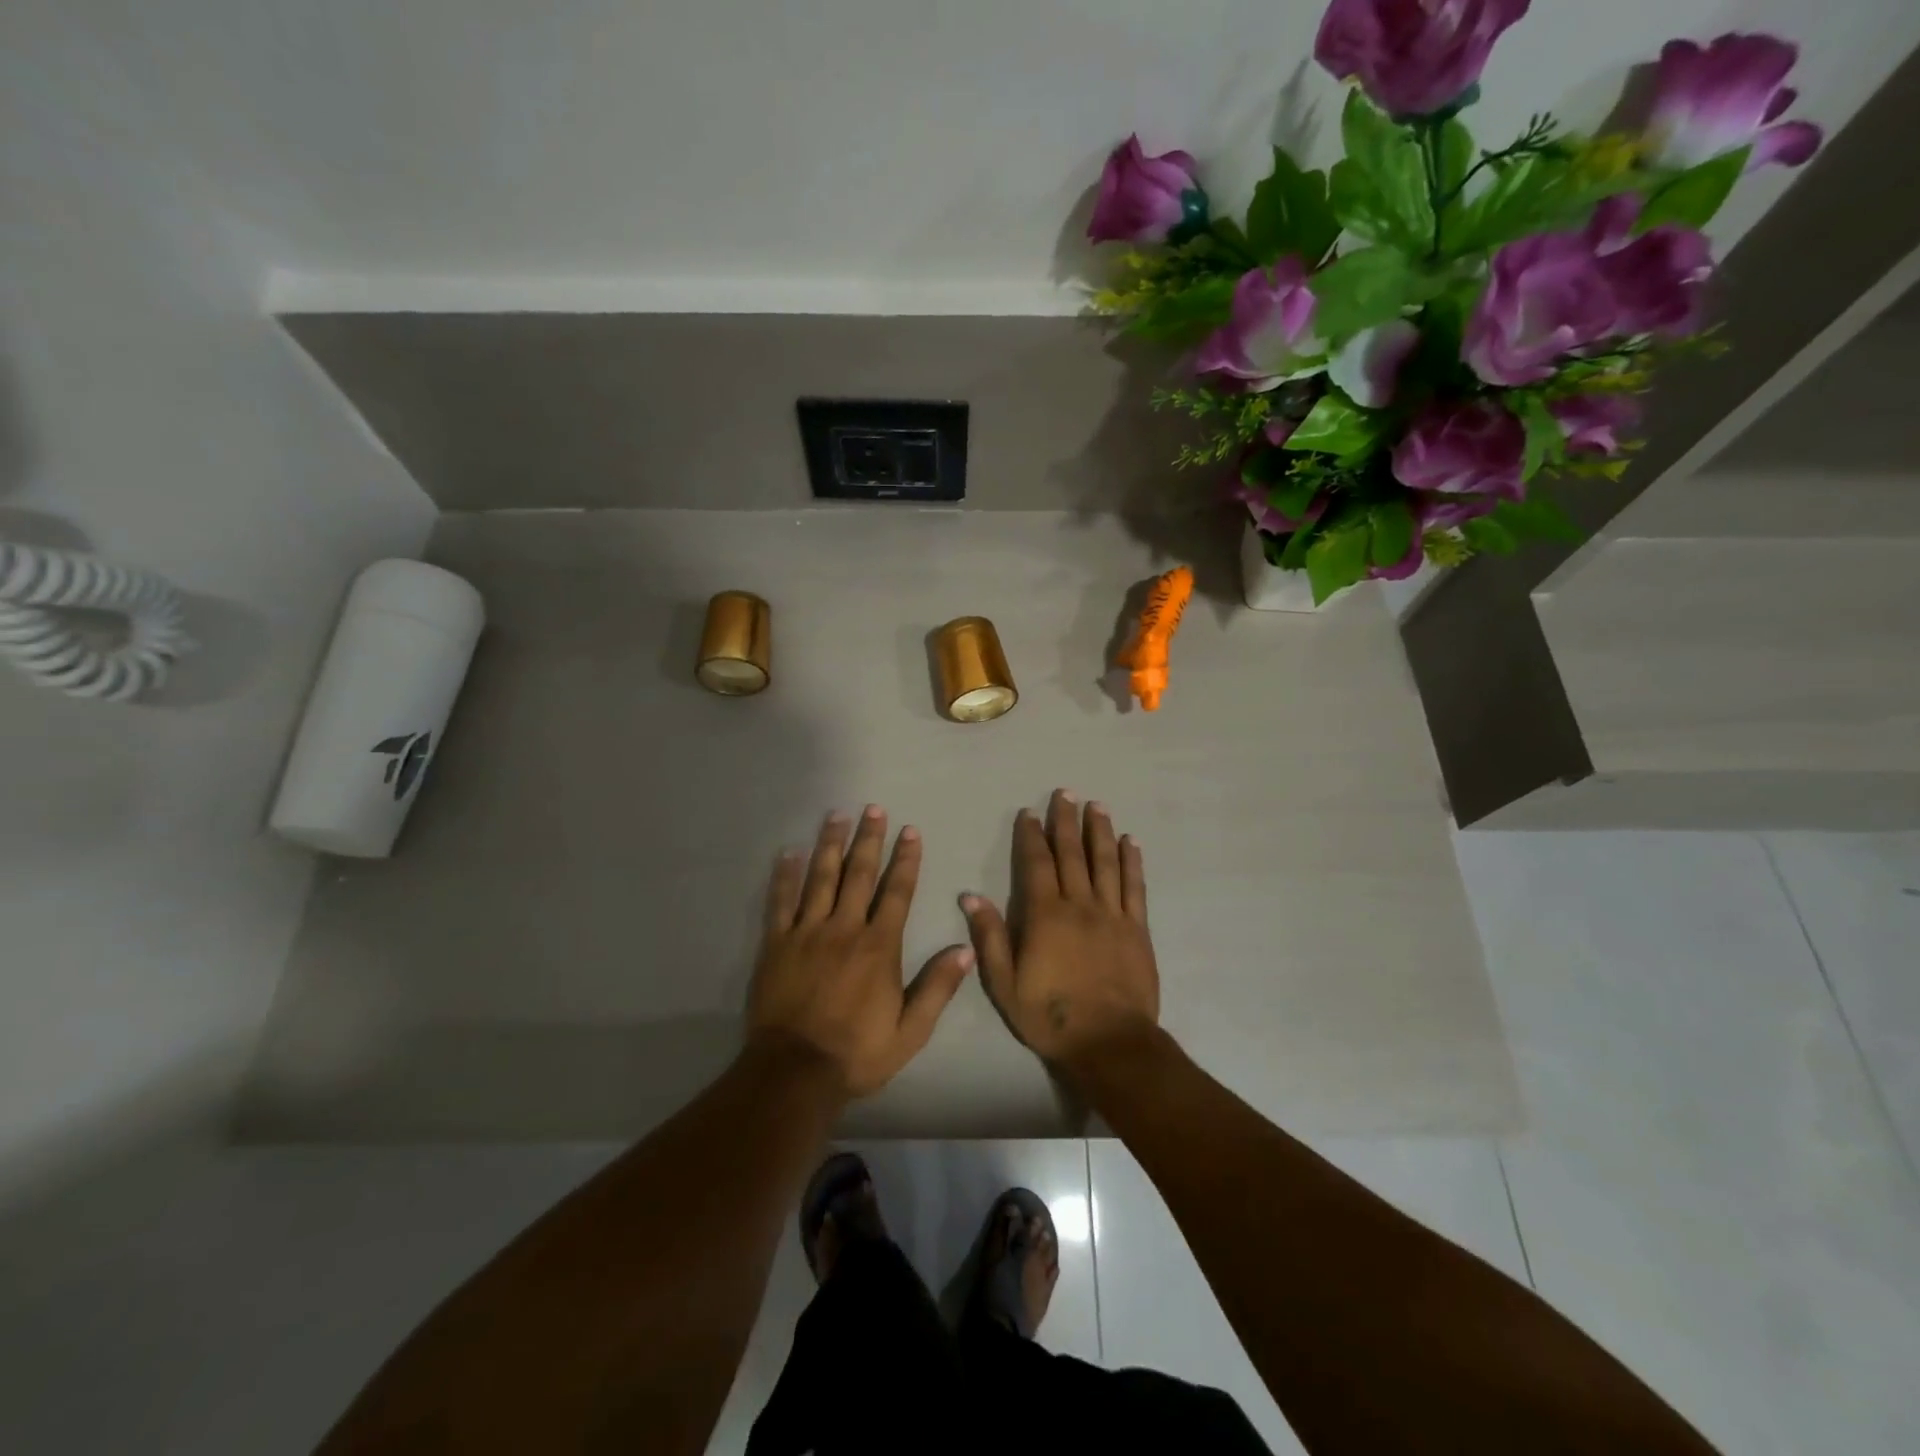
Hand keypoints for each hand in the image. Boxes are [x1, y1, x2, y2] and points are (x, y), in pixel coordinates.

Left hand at [748, 806, 973, 1099]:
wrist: (795, 1072)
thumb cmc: (857, 1052)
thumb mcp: (910, 1031)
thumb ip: (937, 987)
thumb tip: (966, 949)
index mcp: (879, 946)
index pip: (897, 892)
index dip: (905, 860)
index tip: (910, 831)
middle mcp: (844, 929)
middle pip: (859, 874)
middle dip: (869, 839)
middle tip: (873, 808)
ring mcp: (807, 933)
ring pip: (821, 878)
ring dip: (831, 844)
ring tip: (837, 815)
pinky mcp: (776, 944)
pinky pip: (780, 902)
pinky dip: (785, 875)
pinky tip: (789, 852)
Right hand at [962, 791, 1158, 1073]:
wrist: (1109, 1043)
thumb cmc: (1051, 1016)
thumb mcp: (1006, 984)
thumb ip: (990, 937)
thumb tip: (971, 896)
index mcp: (1045, 915)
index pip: (1037, 864)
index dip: (1032, 836)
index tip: (1029, 814)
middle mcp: (1079, 904)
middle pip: (1072, 854)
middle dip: (1066, 821)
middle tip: (1065, 793)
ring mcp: (1112, 914)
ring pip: (1105, 862)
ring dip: (1099, 831)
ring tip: (1096, 805)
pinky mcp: (1137, 928)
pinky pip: (1135, 886)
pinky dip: (1132, 861)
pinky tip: (1130, 842)